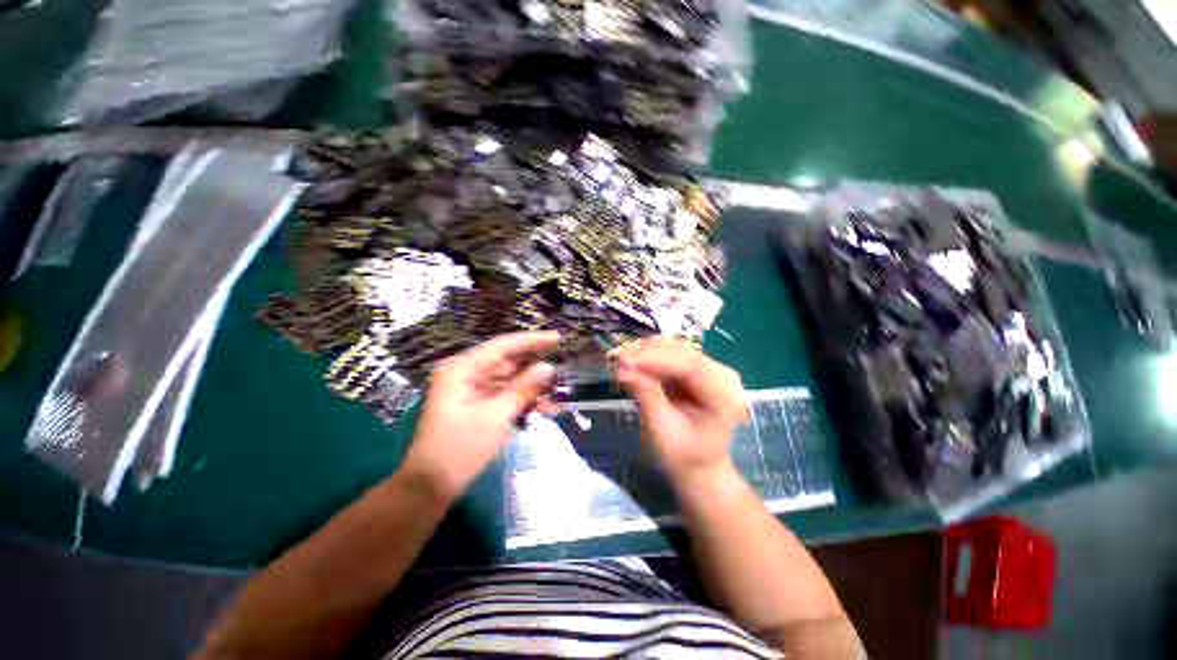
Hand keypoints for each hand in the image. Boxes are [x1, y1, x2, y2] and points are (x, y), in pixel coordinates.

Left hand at [402, 331, 559, 499]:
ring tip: (561, 389)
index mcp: (462, 369)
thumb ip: (523, 389)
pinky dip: (526, 400)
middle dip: (536, 364)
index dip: (532, 341)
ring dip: (534, 386)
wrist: (433, 486)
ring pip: (511, 379)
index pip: (503, 346)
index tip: (558, 337)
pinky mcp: (480, 404)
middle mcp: (467, 373)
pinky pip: (507, 395)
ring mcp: (473, 389)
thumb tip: (549, 367)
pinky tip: (548, 407)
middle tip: (565, 358)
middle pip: (508, 361)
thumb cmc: (460, 448)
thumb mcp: (496, 416)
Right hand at [615, 338, 747, 486]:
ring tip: (622, 364)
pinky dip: (649, 359)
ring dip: (646, 354)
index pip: (690, 365)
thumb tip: (623, 369)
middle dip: (647, 354)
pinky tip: (633, 365)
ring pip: (674, 349)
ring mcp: (708, 369)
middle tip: (617, 361)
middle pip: (682, 352)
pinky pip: (670, 355)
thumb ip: (646, 397)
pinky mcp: (695, 369)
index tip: (624, 360)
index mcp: (724, 396)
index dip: (655, 359)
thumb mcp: (663, 432)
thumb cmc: (684, 456)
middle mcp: (721, 375)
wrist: (699, 465)